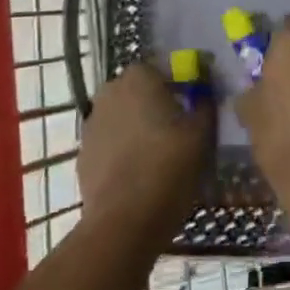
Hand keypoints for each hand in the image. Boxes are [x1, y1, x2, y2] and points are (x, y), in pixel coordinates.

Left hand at [78, 63, 213, 240]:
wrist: (123, 223)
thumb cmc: (168, 167)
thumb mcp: (202, 132)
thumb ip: (205, 101)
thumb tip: (204, 88)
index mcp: (139, 76)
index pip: (166, 66)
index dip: (185, 82)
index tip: (198, 101)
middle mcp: (110, 90)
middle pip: (142, 89)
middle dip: (160, 101)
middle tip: (182, 125)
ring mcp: (92, 123)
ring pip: (124, 115)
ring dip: (140, 125)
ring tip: (162, 152)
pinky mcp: (84, 153)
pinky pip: (112, 141)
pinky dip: (125, 148)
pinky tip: (141, 171)